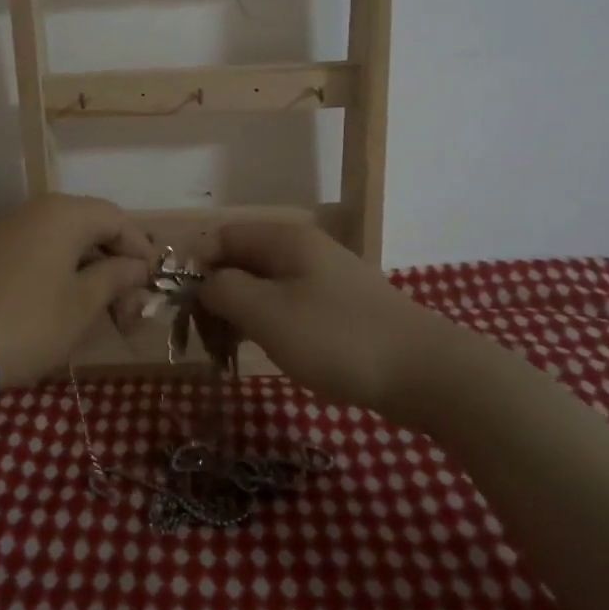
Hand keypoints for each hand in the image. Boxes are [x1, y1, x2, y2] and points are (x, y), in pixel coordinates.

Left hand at [0, 194, 153, 387]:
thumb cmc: (25, 323)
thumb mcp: (81, 305)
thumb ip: (115, 277)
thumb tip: (137, 265)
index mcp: (63, 214)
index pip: (116, 218)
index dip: (140, 249)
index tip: (152, 285)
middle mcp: (32, 211)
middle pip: (87, 228)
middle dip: (114, 266)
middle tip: (126, 312)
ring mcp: (0, 230)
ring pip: (58, 242)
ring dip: (84, 272)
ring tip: (94, 313)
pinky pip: (30, 253)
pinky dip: (53, 274)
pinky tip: (54, 307)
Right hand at [192, 223, 437, 410]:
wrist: (426, 372)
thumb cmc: (337, 338)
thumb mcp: (267, 314)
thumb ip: (224, 290)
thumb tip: (203, 283)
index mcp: (284, 240)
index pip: (222, 237)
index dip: (195, 267)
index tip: (182, 308)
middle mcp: (304, 249)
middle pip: (242, 260)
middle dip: (216, 294)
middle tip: (204, 337)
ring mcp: (325, 278)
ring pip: (265, 285)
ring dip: (240, 313)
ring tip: (228, 350)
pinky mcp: (340, 307)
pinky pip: (289, 305)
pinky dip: (268, 324)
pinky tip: (268, 351)